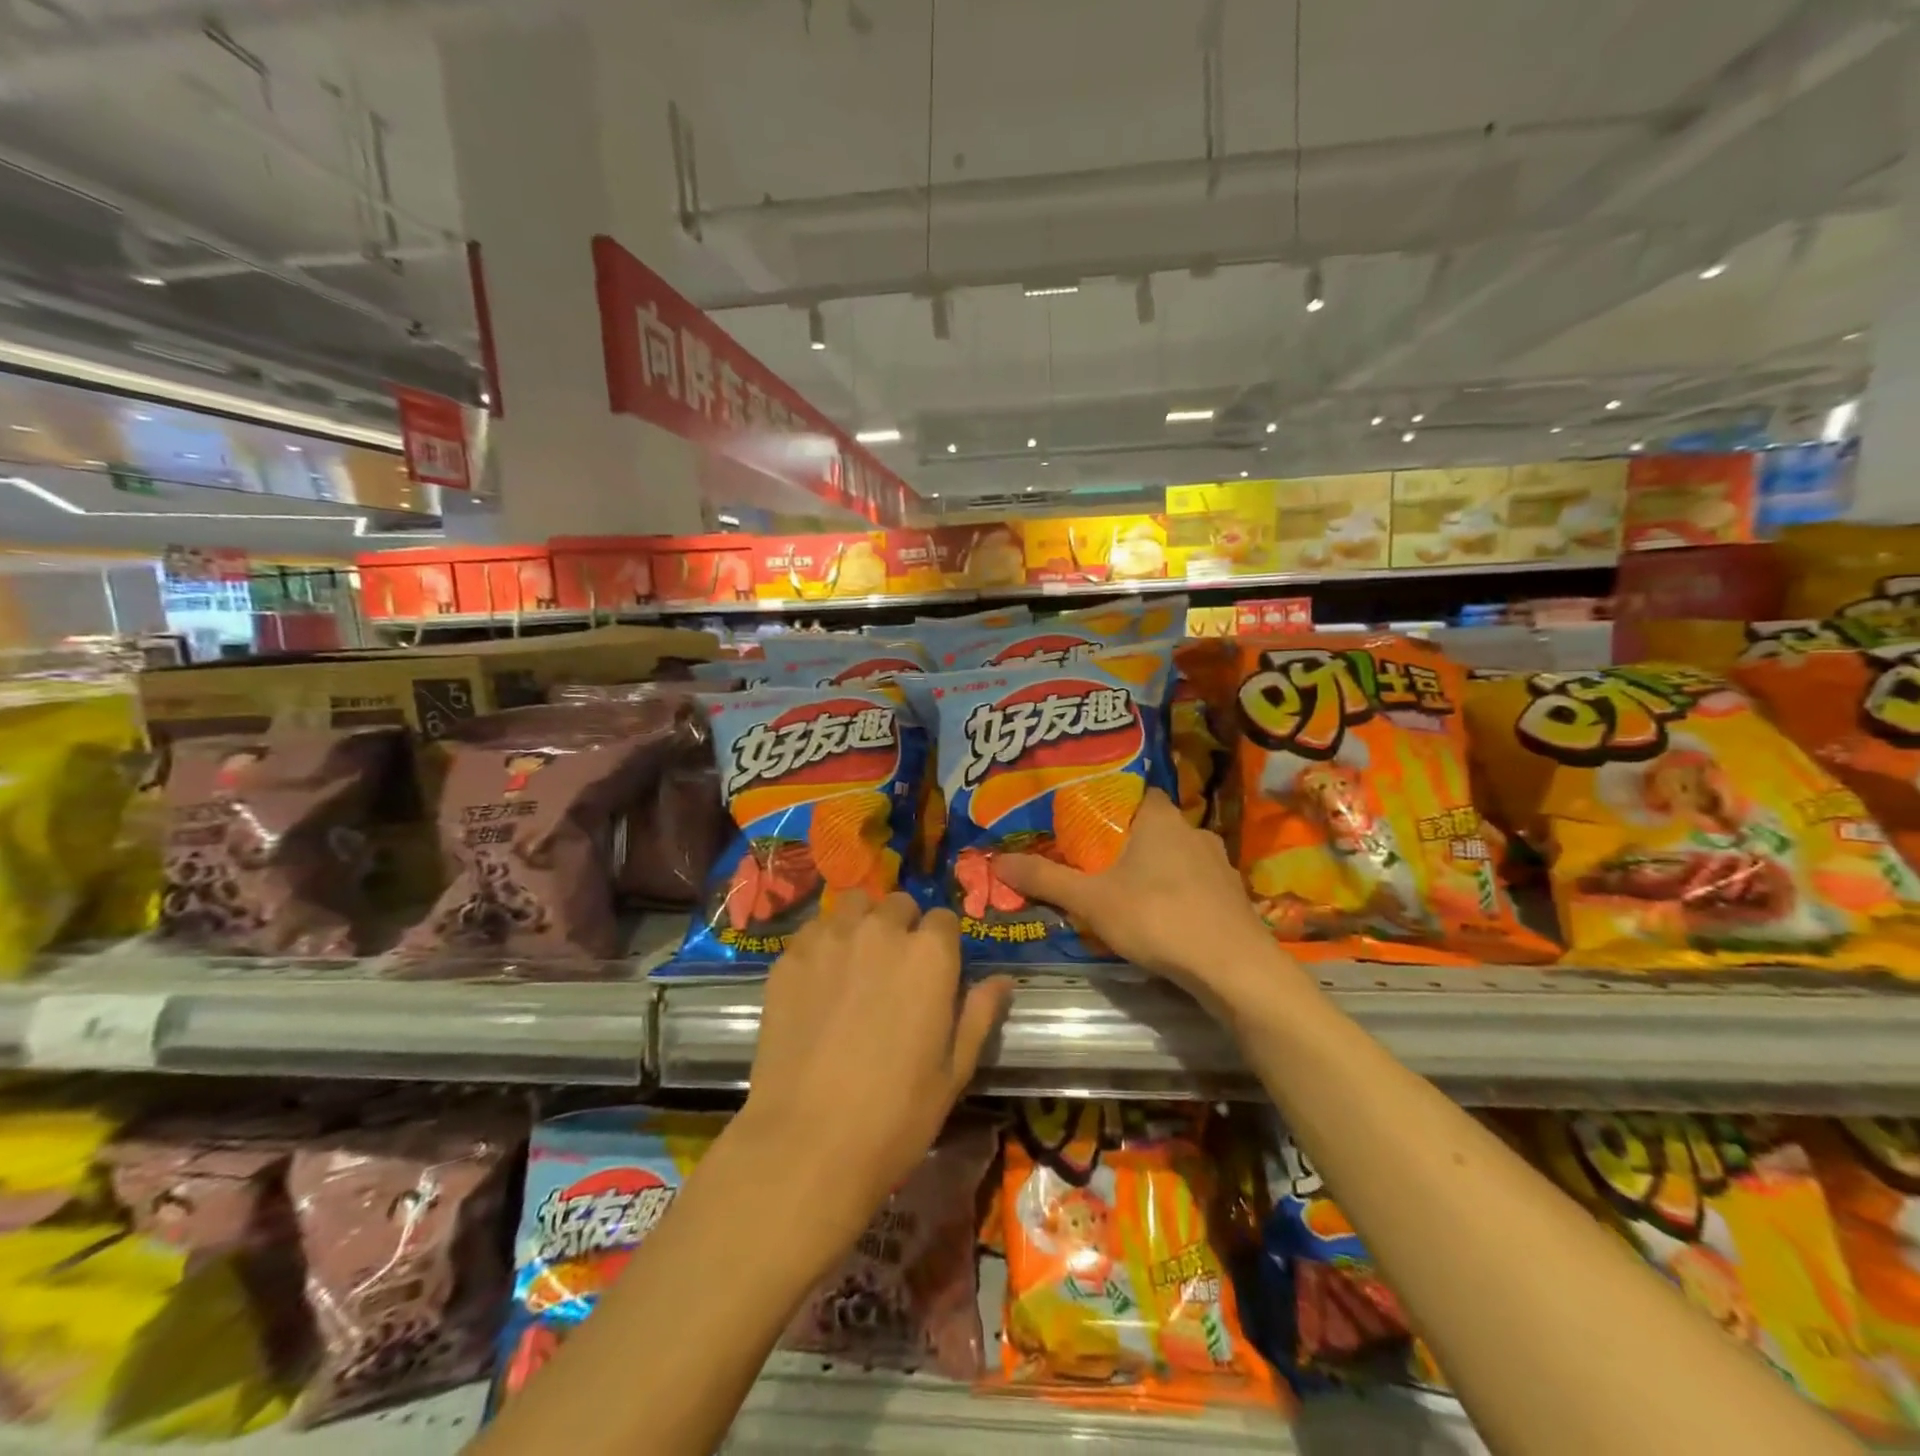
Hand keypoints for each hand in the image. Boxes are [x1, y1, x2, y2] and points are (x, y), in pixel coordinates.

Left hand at [742, 892, 1010, 1224]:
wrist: (807, 1142)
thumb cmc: (896, 1114)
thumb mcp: (954, 1070)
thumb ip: (978, 1014)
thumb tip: (1002, 980)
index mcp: (929, 954)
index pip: (944, 919)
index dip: (942, 943)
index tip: (936, 971)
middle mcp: (881, 931)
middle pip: (898, 904)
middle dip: (903, 927)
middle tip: (894, 969)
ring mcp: (831, 939)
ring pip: (853, 904)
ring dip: (861, 922)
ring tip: (856, 960)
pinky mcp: (790, 957)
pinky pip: (814, 930)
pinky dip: (823, 942)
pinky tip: (819, 979)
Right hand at [996, 787, 1283, 1006]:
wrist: (1234, 969)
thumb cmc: (1157, 917)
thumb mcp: (1090, 900)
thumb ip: (1044, 879)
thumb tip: (996, 861)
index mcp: (1160, 818)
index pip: (1133, 791)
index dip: (1107, 802)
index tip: (1082, 820)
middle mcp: (1193, 831)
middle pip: (1150, 826)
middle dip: (1124, 841)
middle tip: (1093, 859)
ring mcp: (1218, 864)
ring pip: (1174, 856)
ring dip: (1152, 869)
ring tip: (1123, 890)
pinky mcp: (1232, 897)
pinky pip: (1194, 884)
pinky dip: (1176, 894)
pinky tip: (1161, 918)